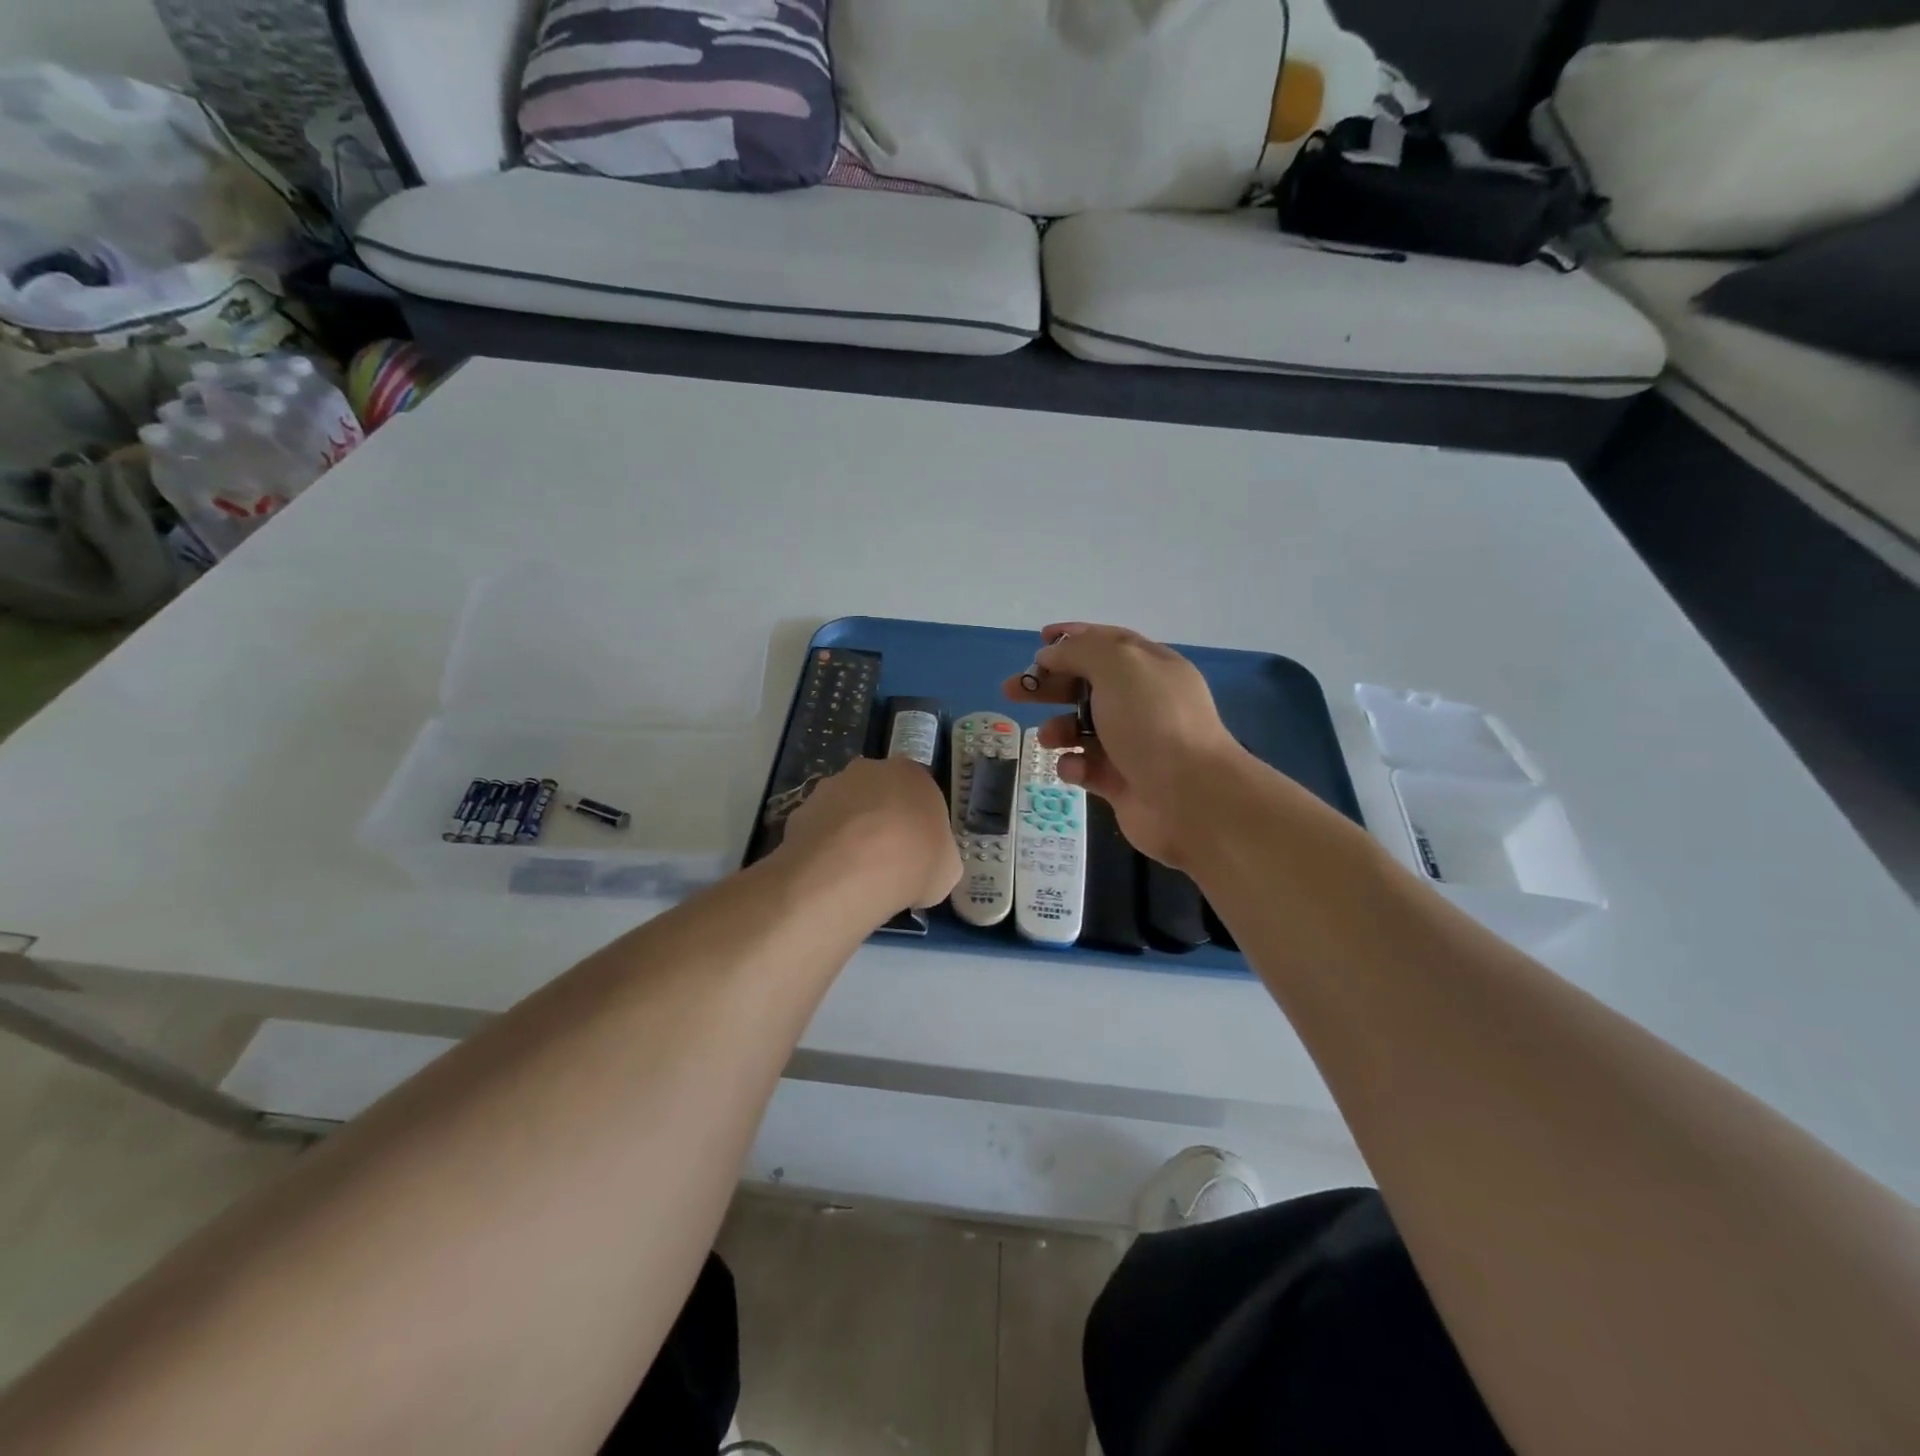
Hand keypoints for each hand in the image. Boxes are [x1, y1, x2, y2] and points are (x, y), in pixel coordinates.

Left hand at [779, 756, 960, 914]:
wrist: (851, 871)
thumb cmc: (913, 863)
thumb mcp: (946, 869)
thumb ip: (938, 858)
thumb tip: (928, 866)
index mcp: (912, 774)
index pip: (918, 793)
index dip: (916, 824)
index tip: (915, 852)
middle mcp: (870, 770)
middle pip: (878, 795)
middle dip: (880, 822)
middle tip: (885, 861)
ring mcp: (830, 787)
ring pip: (844, 809)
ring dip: (849, 833)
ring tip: (853, 874)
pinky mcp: (800, 810)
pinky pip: (818, 830)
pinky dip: (823, 848)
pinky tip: (829, 876)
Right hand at [1002, 623, 1251, 868]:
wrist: (1189, 797)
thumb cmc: (1153, 722)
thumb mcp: (1118, 666)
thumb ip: (1081, 651)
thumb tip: (1052, 654)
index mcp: (1150, 667)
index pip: (1107, 642)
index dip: (1073, 638)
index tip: (1038, 640)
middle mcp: (1143, 702)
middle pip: (1087, 684)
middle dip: (1049, 684)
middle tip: (1012, 690)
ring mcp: (1133, 743)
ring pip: (1081, 728)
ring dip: (1058, 729)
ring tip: (1047, 738)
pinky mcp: (1122, 781)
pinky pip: (1086, 766)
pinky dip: (1074, 766)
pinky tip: (1076, 769)